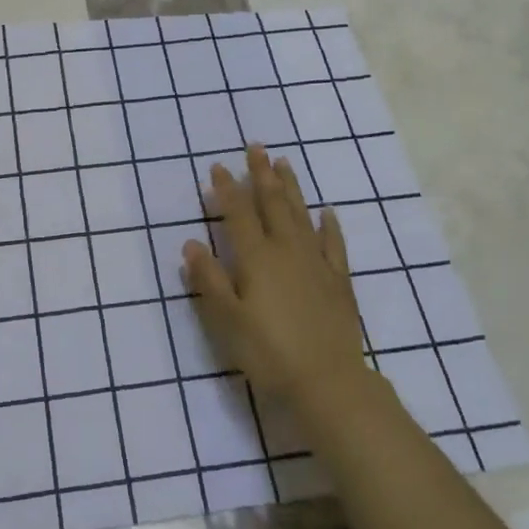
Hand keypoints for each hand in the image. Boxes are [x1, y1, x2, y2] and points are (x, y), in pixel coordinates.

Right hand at [182, 144, 366, 402]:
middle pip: (272, 204)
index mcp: (256, 258)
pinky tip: (326, 212)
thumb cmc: (269, 352)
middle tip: (256, 147)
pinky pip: (333, 244)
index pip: (238, 214)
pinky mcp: (338, 281)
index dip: (226, 189)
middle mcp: (287, 250)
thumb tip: (191, 243)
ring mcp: (316, 263)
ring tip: (284, 163)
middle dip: (261, 174)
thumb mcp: (227, 319)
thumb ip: (208, 279)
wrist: (328, 382)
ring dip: (291, 188)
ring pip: (301, 215)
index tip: (218, 166)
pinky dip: (329, 225)